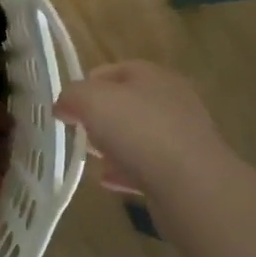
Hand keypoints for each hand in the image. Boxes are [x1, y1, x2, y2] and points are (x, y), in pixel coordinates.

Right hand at [54, 61, 231, 195]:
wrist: (192, 186)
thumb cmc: (140, 131)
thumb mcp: (92, 101)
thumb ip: (72, 96)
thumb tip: (63, 104)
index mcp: (153, 76)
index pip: (115, 70)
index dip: (88, 84)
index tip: (68, 105)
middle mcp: (172, 101)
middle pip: (128, 104)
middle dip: (101, 117)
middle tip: (79, 132)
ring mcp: (181, 138)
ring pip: (139, 137)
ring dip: (115, 146)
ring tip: (92, 159)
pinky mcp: (185, 172)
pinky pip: (148, 167)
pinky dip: (127, 172)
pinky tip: (108, 182)